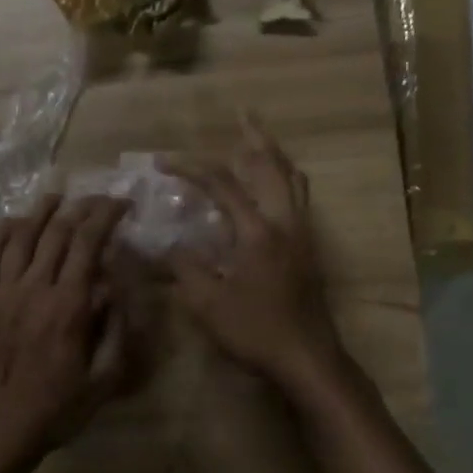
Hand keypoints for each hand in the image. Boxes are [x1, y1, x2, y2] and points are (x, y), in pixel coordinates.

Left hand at [0, 194, 140, 472]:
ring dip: (42, 211)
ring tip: (58, 196)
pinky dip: (2, 233)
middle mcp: (35, 288)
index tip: (122, 204)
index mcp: (68, 306)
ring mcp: (3, 292)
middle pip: (57, 232)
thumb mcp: (104, 379)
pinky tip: (14, 222)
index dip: (106, 215)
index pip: (88, 243)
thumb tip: (116, 287)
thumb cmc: (57, 409)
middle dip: (82, 207)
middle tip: (99, 199)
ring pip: (22, 236)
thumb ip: (116, 330)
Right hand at [165, 118, 347, 394]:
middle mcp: (286, 223)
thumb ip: (186, 268)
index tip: (163, 161)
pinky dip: (284, 179)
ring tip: (258, 142)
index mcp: (258, 232)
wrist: (308, 359)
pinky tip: (271, 188)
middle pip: (273, 166)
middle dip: (256, 137)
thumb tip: (171, 245)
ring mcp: (303, 234)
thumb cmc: (256, 331)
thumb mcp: (208, 304)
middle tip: (243, 114)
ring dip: (275, 156)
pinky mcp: (310, 249)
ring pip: (294, 180)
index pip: (222, 185)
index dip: (190, 167)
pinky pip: (299, 198)